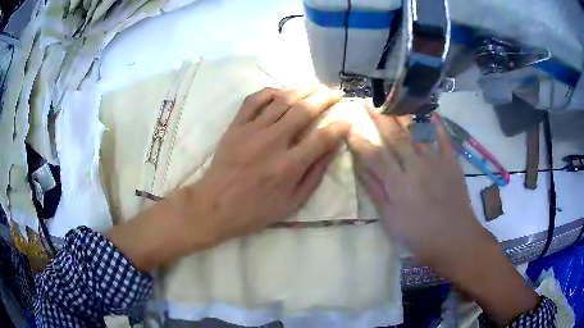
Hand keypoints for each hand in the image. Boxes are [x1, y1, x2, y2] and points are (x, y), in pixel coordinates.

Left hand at [195, 86, 349, 240]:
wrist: (214, 206)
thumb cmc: (255, 210)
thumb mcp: (292, 203)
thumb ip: (314, 175)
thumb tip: (332, 149)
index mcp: (288, 166)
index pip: (322, 138)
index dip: (339, 127)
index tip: (346, 120)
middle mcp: (272, 143)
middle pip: (304, 111)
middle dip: (324, 98)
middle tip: (335, 93)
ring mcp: (251, 131)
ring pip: (282, 101)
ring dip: (302, 90)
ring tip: (316, 86)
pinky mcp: (236, 126)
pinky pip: (253, 101)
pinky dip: (270, 92)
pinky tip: (282, 92)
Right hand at [347, 111, 483, 263]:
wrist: (454, 237)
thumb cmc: (419, 234)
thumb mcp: (391, 220)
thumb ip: (376, 192)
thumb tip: (361, 169)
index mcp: (398, 183)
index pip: (375, 156)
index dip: (360, 142)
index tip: (349, 128)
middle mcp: (415, 166)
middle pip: (395, 137)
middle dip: (379, 118)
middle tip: (368, 102)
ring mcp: (436, 161)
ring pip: (417, 132)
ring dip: (404, 115)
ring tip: (393, 100)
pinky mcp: (451, 162)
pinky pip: (443, 138)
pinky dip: (437, 124)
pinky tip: (430, 112)